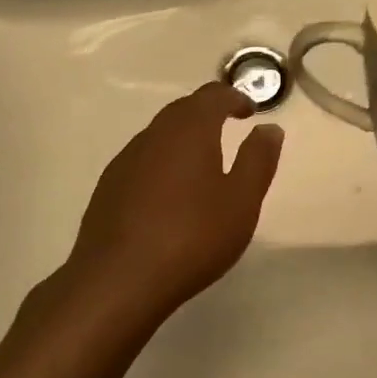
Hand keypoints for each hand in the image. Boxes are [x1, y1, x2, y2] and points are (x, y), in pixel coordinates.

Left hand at [60, 82, 283, 331]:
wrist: (117, 281)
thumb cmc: (191, 236)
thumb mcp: (241, 201)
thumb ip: (258, 159)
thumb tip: (268, 127)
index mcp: (189, 129)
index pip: (212, 95)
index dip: (234, 97)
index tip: (250, 111)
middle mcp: (154, 134)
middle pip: (183, 109)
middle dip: (207, 112)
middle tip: (229, 127)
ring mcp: (126, 160)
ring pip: (160, 134)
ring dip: (183, 136)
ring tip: (203, 160)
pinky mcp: (108, 187)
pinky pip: (142, 159)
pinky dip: (163, 160)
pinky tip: (170, 191)